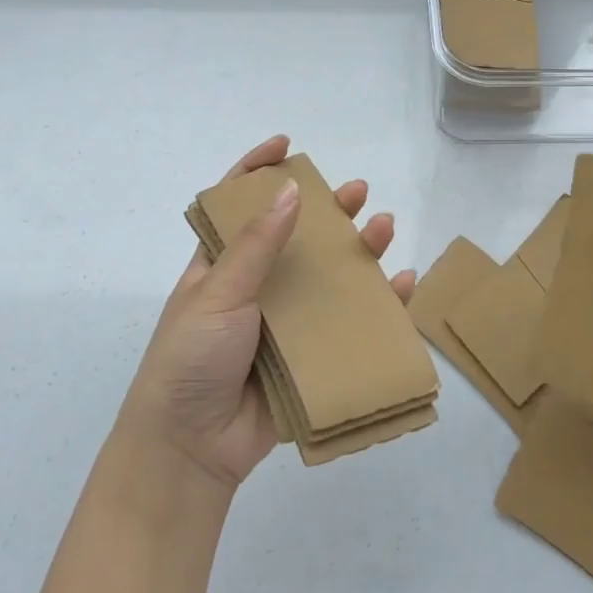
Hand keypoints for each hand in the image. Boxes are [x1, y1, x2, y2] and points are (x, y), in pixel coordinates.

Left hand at [119, 135, 415, 488]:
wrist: (191, 447)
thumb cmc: (191, 358)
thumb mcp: (217, 294)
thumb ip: (255, 246)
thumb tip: (288, 190)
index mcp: (222, 266)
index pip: (238, 205)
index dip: (258, 170)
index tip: (286, 145)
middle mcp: (256, 287)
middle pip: (297, 237)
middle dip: (327, 210)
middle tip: (356, 192)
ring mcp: (285, 322)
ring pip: (329, 277)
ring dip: (358, 251)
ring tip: (383, 228)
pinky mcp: (310, 357)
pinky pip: (349, 324)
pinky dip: (378, 305)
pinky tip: (402, 285)